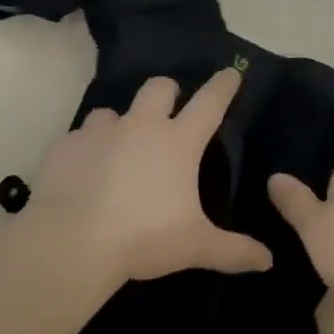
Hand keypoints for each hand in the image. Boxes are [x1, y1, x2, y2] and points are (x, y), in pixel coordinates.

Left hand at [26, 70, 273, 285]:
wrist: (72, 243)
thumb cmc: (144, 238)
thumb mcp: (196, 247)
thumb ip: (234, 251)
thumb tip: (268, 261)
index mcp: (178, 143)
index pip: (209, 103)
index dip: (223, 86)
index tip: (231, 72)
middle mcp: (140, 126)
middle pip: (159, 88)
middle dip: (168, 92)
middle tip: (169, 110)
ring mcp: (99, 132)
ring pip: (112, 111)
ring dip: (120, 124)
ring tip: (119, 149)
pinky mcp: (65, 146)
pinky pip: (79, 138)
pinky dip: (86, 150)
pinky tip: (84, 173)